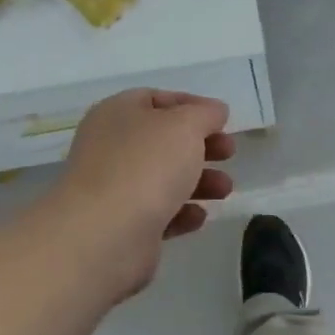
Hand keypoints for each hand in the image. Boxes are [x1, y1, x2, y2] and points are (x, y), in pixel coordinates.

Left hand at [52, 89, 235, 300]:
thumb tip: (214, 111)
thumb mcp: (184, 125)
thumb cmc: (146, 166)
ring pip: (165, 178)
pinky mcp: (123, 225)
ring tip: (225, 190)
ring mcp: (115, 188)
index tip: (222, 119)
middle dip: (201, 146)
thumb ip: (205, 114)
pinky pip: (159, 213)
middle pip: (164, 140)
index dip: (192, 105)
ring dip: (200, 181)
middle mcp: (112, 147)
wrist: (104, 235)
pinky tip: (199, 216)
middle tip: (229, 153)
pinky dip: (182, 212)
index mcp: (118, 113)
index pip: (157, 99)